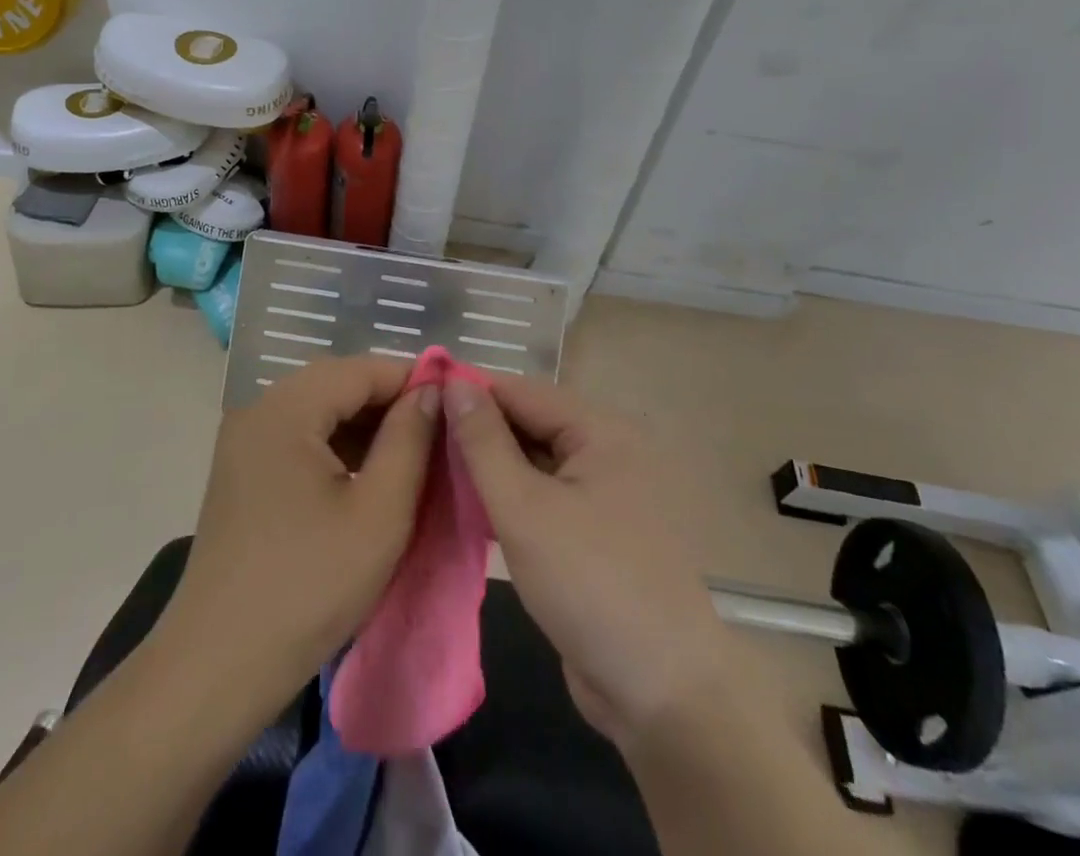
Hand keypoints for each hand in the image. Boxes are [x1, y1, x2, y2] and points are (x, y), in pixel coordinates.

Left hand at [156, 357, 438, 712]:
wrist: (218, 667)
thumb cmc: (308, 587)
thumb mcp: (379, 513)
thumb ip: (410, 440)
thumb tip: (431, 392)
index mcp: (285, 409)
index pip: (360, 369)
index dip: (411, 380)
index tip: (456, 405)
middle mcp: (257, 410)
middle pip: (336, 384)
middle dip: (389, 403)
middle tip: (437, 433)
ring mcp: (244, 441)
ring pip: (318, 411)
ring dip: (364, 426)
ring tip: (411, 455)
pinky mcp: (241, 471)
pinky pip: (298, 438)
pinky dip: (336, 447)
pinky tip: (366, 476)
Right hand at [442, 376, 730, 747]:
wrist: (663, 695)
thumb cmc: (590, 584)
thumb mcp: (525, 509)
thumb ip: (484, 443)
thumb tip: (454, 385)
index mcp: (600, 431)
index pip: (521, 391)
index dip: (469, 392)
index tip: (417, 398)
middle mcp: (606, 452)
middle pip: (529, 424)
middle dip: (477, 431)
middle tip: (417, 439)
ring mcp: (603, 495)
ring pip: (533, 464)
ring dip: (488, 468)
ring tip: (429, 469)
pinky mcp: (594, 534)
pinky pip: (542, 499)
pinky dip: (508, 499)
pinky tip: (466, 507)